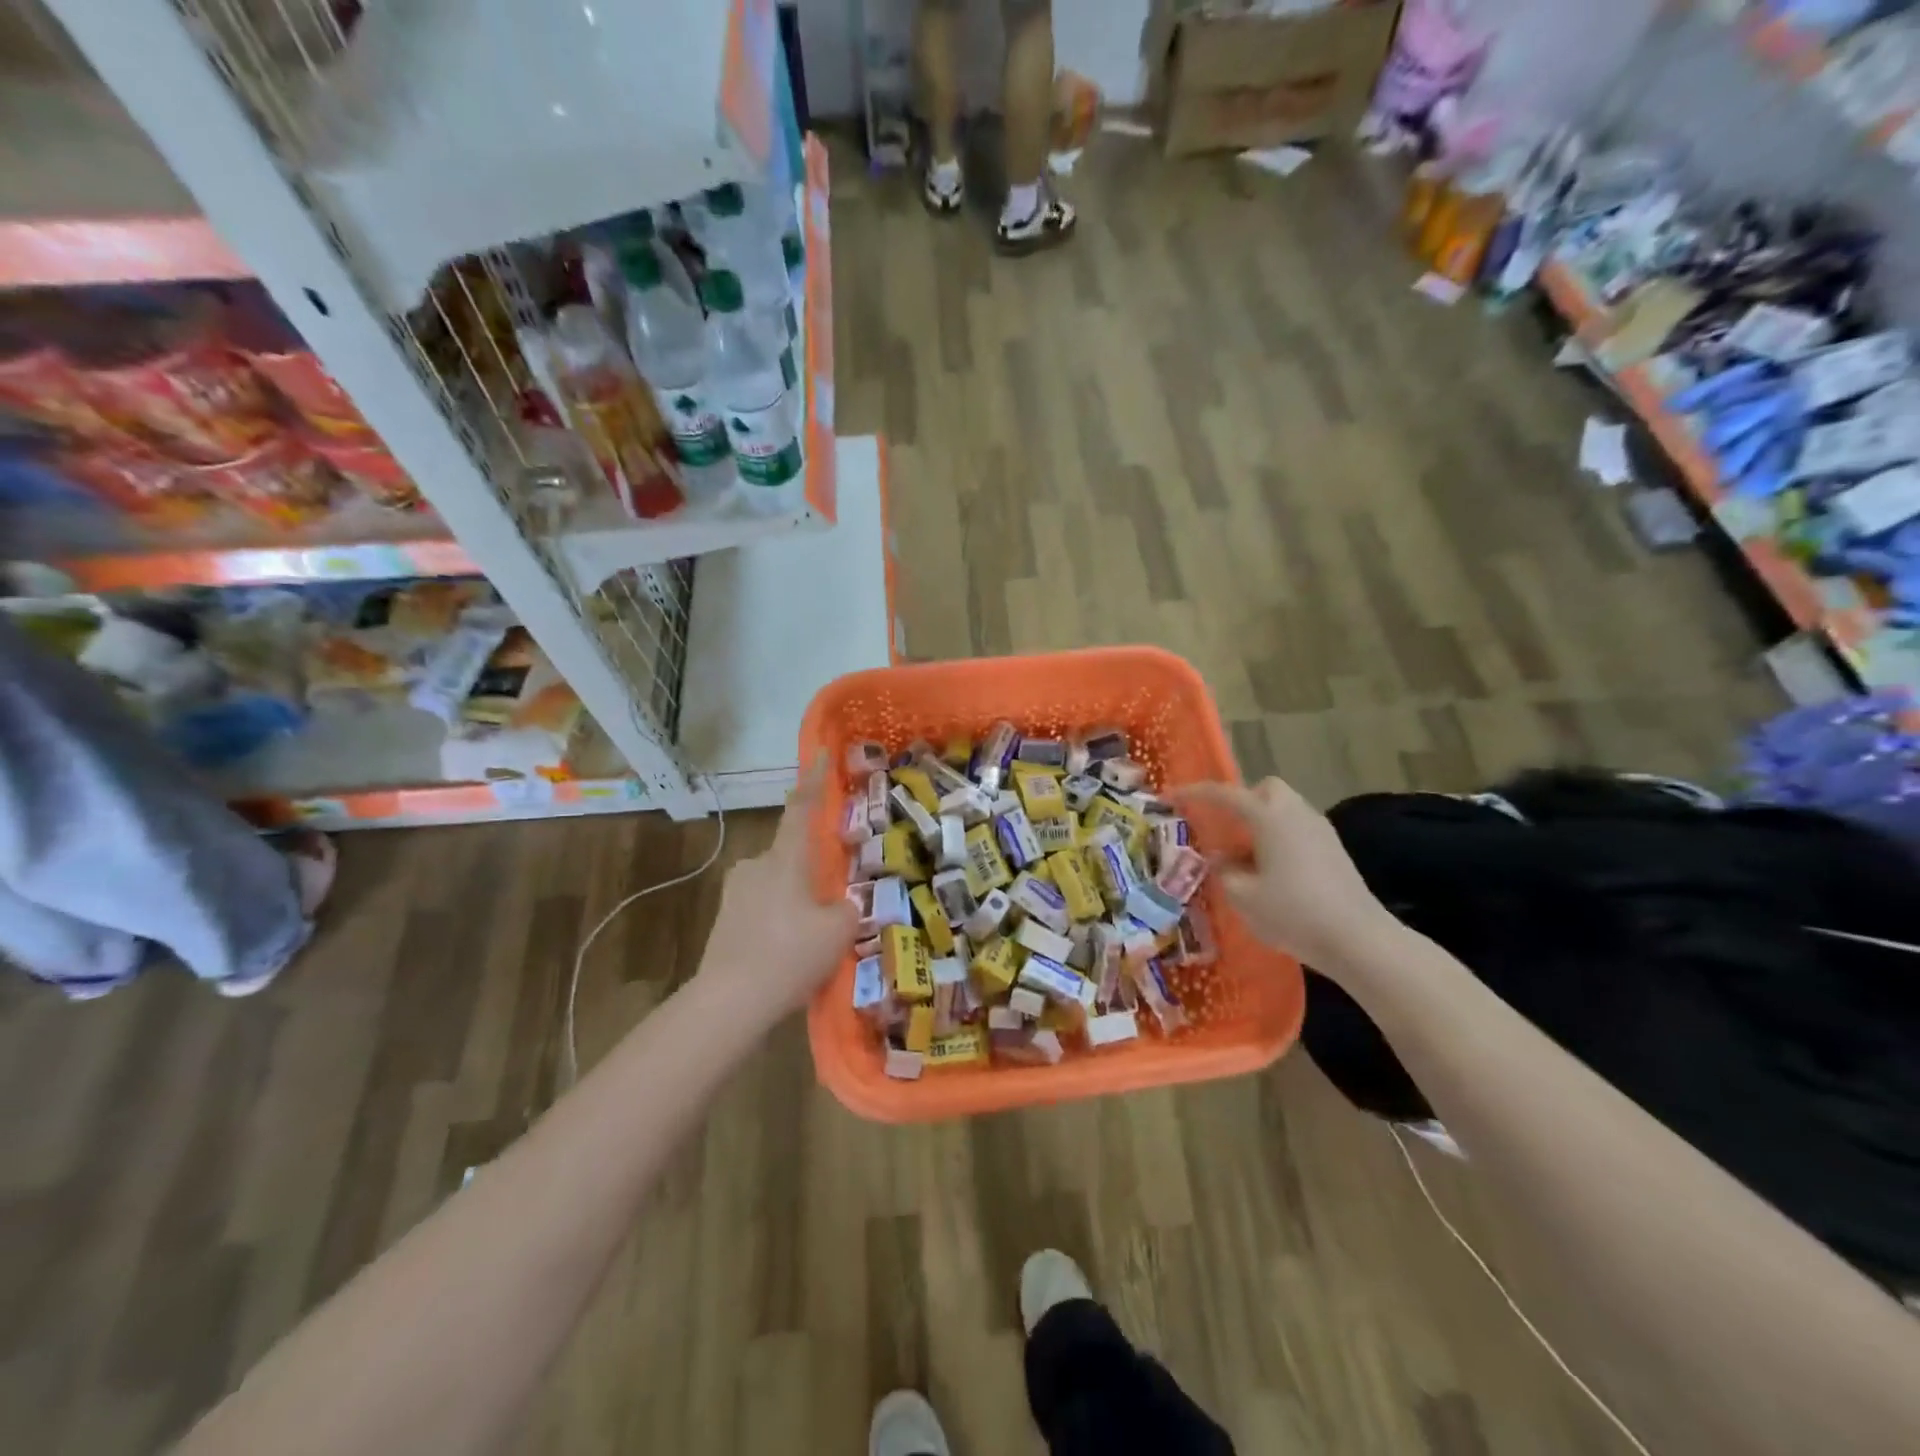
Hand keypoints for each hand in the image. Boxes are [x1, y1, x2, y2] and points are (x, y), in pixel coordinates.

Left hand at [696, 756, 858, 1020]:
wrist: (729, 1002)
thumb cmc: (790, 954)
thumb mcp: (838, 930)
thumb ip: (847, 909)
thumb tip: (842, 905)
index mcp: (785, 858)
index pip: (802, 808)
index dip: (814, 780)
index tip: (820, 753)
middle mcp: (756, 866)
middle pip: (790, 852)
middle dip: (812, 867)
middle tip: (834, 891)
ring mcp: (735, 893)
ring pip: (777, 883)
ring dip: (796, 897)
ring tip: (815, 932)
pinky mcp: (724, 921)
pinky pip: (762, 908)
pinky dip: (780, 919)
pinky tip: (791, 950)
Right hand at [1175, 778, 1394, 969]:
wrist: (1358, 940)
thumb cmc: (1293, 912)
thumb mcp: (1243, 896)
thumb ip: (1224, 871)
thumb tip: (1221, 859)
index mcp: (1270, 817)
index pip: (1224, 794)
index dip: (1194, 793)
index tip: (1170, 796)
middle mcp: (1296, 814)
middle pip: (1265, 790)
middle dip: (1242, 801)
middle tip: (1224, 829)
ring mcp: (1320, 831)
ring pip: (1284, 810)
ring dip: (1260, 823)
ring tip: (1244, 859)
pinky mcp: (1334, 852)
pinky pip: (1298, 831)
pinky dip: (1279, 840)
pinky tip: (1271, 873)